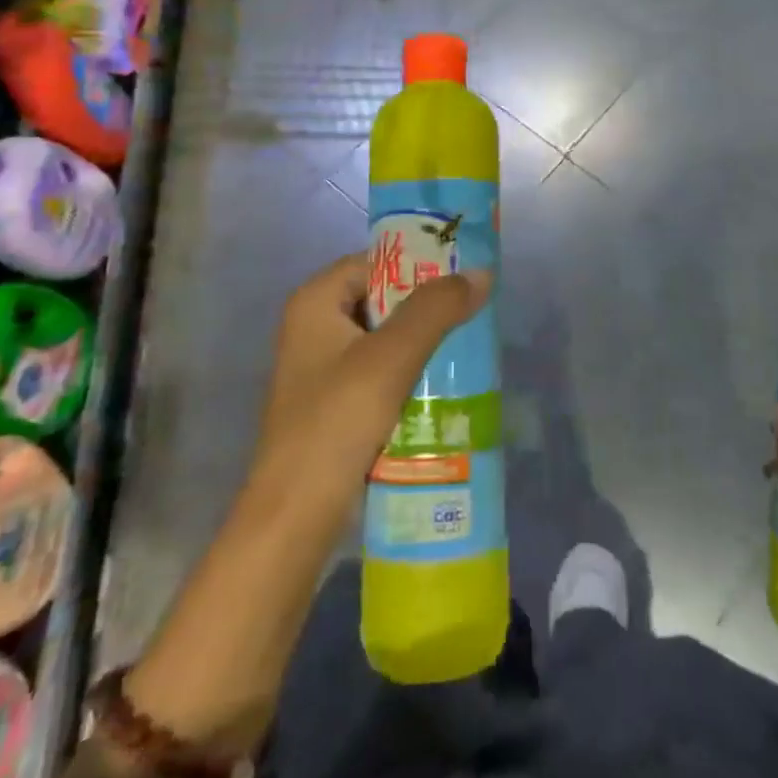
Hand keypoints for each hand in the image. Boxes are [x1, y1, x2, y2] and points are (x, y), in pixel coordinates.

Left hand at [255, 251, 490, 515]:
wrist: (296, 516)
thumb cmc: (337, 421)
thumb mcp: (391, 357)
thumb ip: (435, 309)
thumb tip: (481, 272)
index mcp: (314, 303)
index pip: (375, 261)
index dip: (419, 262)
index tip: (464, 272)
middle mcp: (314, 328)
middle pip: (382, 299)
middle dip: (427, 306)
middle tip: (474, 309)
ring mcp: (323, 368)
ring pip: (385, 338)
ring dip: (424, 342)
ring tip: (470, 344)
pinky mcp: (335, 404)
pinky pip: (381, 372)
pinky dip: (411, 372)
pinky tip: (446, 383)